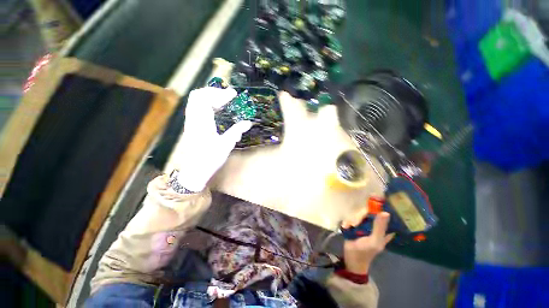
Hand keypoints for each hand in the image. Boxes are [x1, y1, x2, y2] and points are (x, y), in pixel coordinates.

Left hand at [176, 87, 251, 191]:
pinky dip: (207, 103)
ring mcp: (191, 121)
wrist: (195, 171)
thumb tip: (248, 122)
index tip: (234, 94)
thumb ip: (236, 131)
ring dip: (210, 96)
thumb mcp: (226, 145)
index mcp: (201, 123)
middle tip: (228, 96)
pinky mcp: (192, 125)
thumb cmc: (210, 159)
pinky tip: (217, 109)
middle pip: (198, 95)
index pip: (206, 99)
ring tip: (224, 100)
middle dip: (214, 92)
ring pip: (195, 100)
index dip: (220, 94)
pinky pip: (196, 107)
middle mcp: (193, 119)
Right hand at [341, 209, 394, 274]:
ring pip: (359, 213)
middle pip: (370, 211)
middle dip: (362, 214)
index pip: (386, 213)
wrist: (351, 258)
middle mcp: (374, 224)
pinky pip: (351, 217)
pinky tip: (346, 226)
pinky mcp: (355, 224)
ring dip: (353, 220)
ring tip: (351, 227)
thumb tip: (385, 212)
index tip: (376, 197)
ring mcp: (364, 223)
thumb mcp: (374, 241)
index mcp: (384, 229)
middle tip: (357, 221)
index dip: (383, 205)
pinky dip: (348, 221)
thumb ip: (379, 227)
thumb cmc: (366, 251)